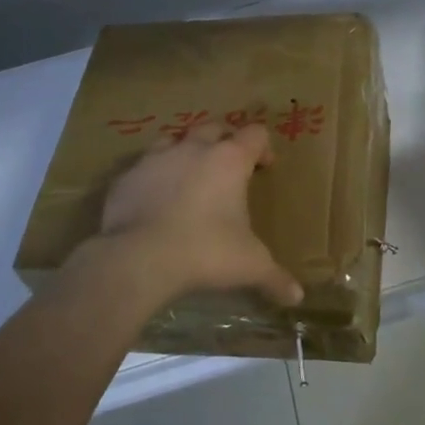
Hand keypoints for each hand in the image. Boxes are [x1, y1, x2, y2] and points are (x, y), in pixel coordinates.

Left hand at [78, 121, 302, 310]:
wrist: (139, 259)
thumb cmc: (205, 252)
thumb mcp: (249, 266)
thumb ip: (275, 277)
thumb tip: (298, 297)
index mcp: (230, 160)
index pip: (255, 133)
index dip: (263, 147)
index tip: (265, 166)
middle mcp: (194, 148)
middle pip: (214, 127)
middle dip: (224, 141)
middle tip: (229, 167)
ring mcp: (156, 158)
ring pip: (175, 139)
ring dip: (185, 151)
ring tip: (189, 176)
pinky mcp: (126, 176)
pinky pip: (143, 167)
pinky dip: (153, 176)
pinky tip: (153, 199)